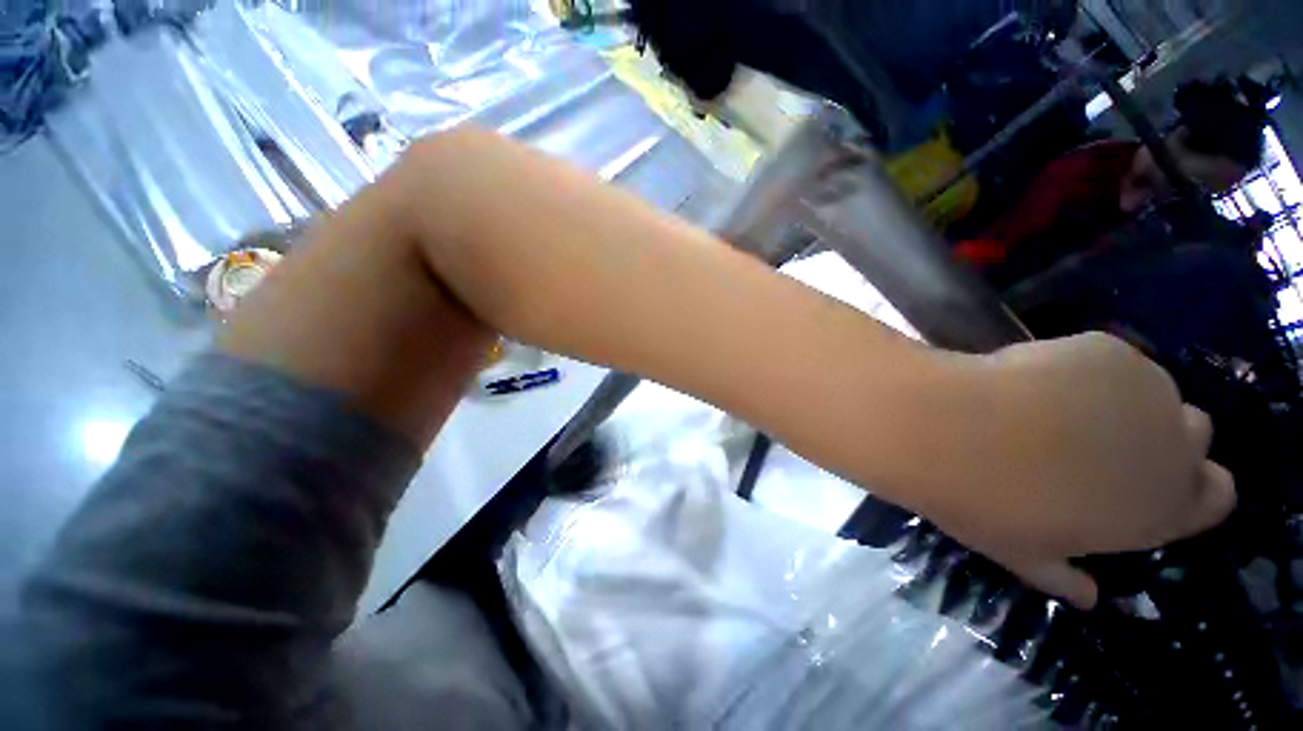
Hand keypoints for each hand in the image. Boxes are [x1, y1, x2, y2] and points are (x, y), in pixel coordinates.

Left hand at [918, 333, 1234, 608]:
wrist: (952, 429)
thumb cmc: (985, 502)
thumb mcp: (1022, 554)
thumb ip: (1064, 578)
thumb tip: (1088, 597)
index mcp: (1162, 510)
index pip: (1215, 497)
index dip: (1189, 487)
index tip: (1152, 479)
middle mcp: (1175, 449)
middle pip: (1192, 436)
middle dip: (1159, 437)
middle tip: (1099, 438)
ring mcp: (1148, 390)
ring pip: (1154, 391)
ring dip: (1123, 398)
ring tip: (1058, 405)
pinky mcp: (1108, 349)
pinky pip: (1110, 358)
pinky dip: (1086, 367)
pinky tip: (1039, 377)